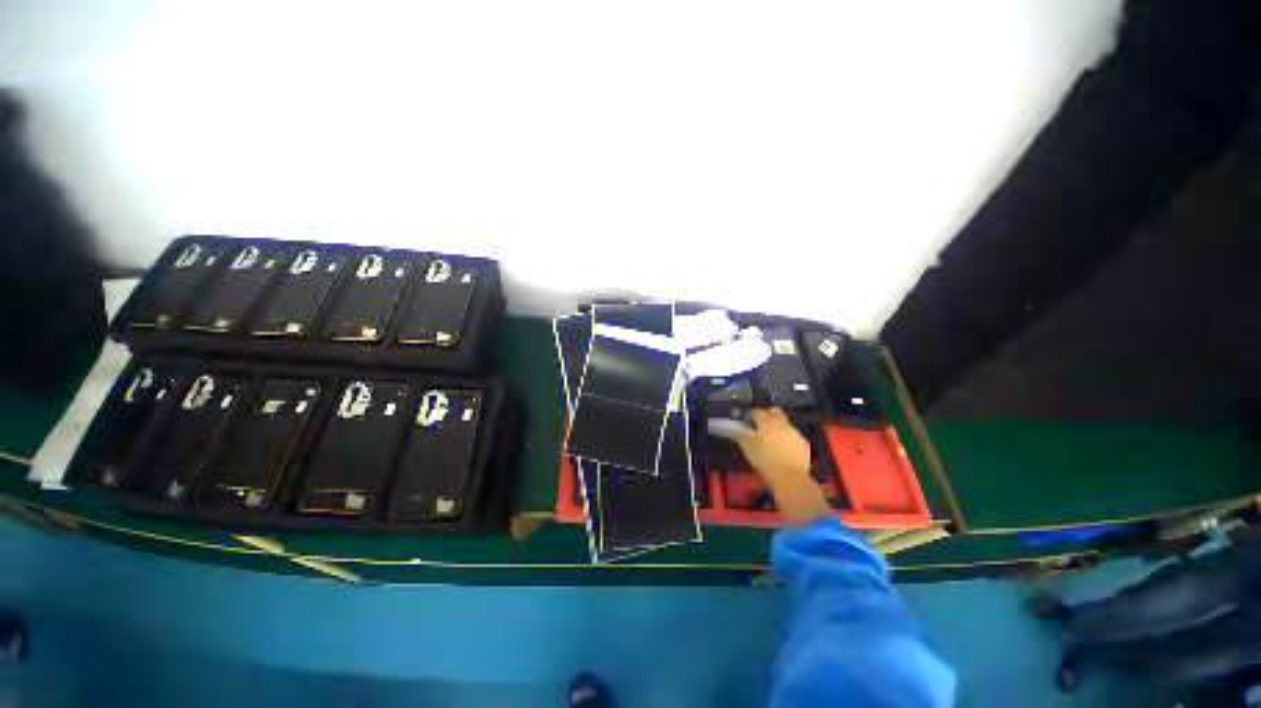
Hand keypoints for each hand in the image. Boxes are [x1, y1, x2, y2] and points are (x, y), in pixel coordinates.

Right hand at [734, 408, 810, 483]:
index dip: (751, 414)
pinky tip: (783, 450)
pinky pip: (794, 437)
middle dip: (768, 414)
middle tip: (761, 425)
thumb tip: (732, 429)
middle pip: (775, 411)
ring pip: (785, 424)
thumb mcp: (747, 447)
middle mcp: (783, 423)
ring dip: (778, 428)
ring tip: (772, 440)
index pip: (757, 411)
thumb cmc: (764, 459)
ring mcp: (795, 433)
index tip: (747, 420)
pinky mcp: (804, 444)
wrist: (790, 477)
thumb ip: (739, 435)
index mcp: (767, 421)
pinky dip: (788, 440)